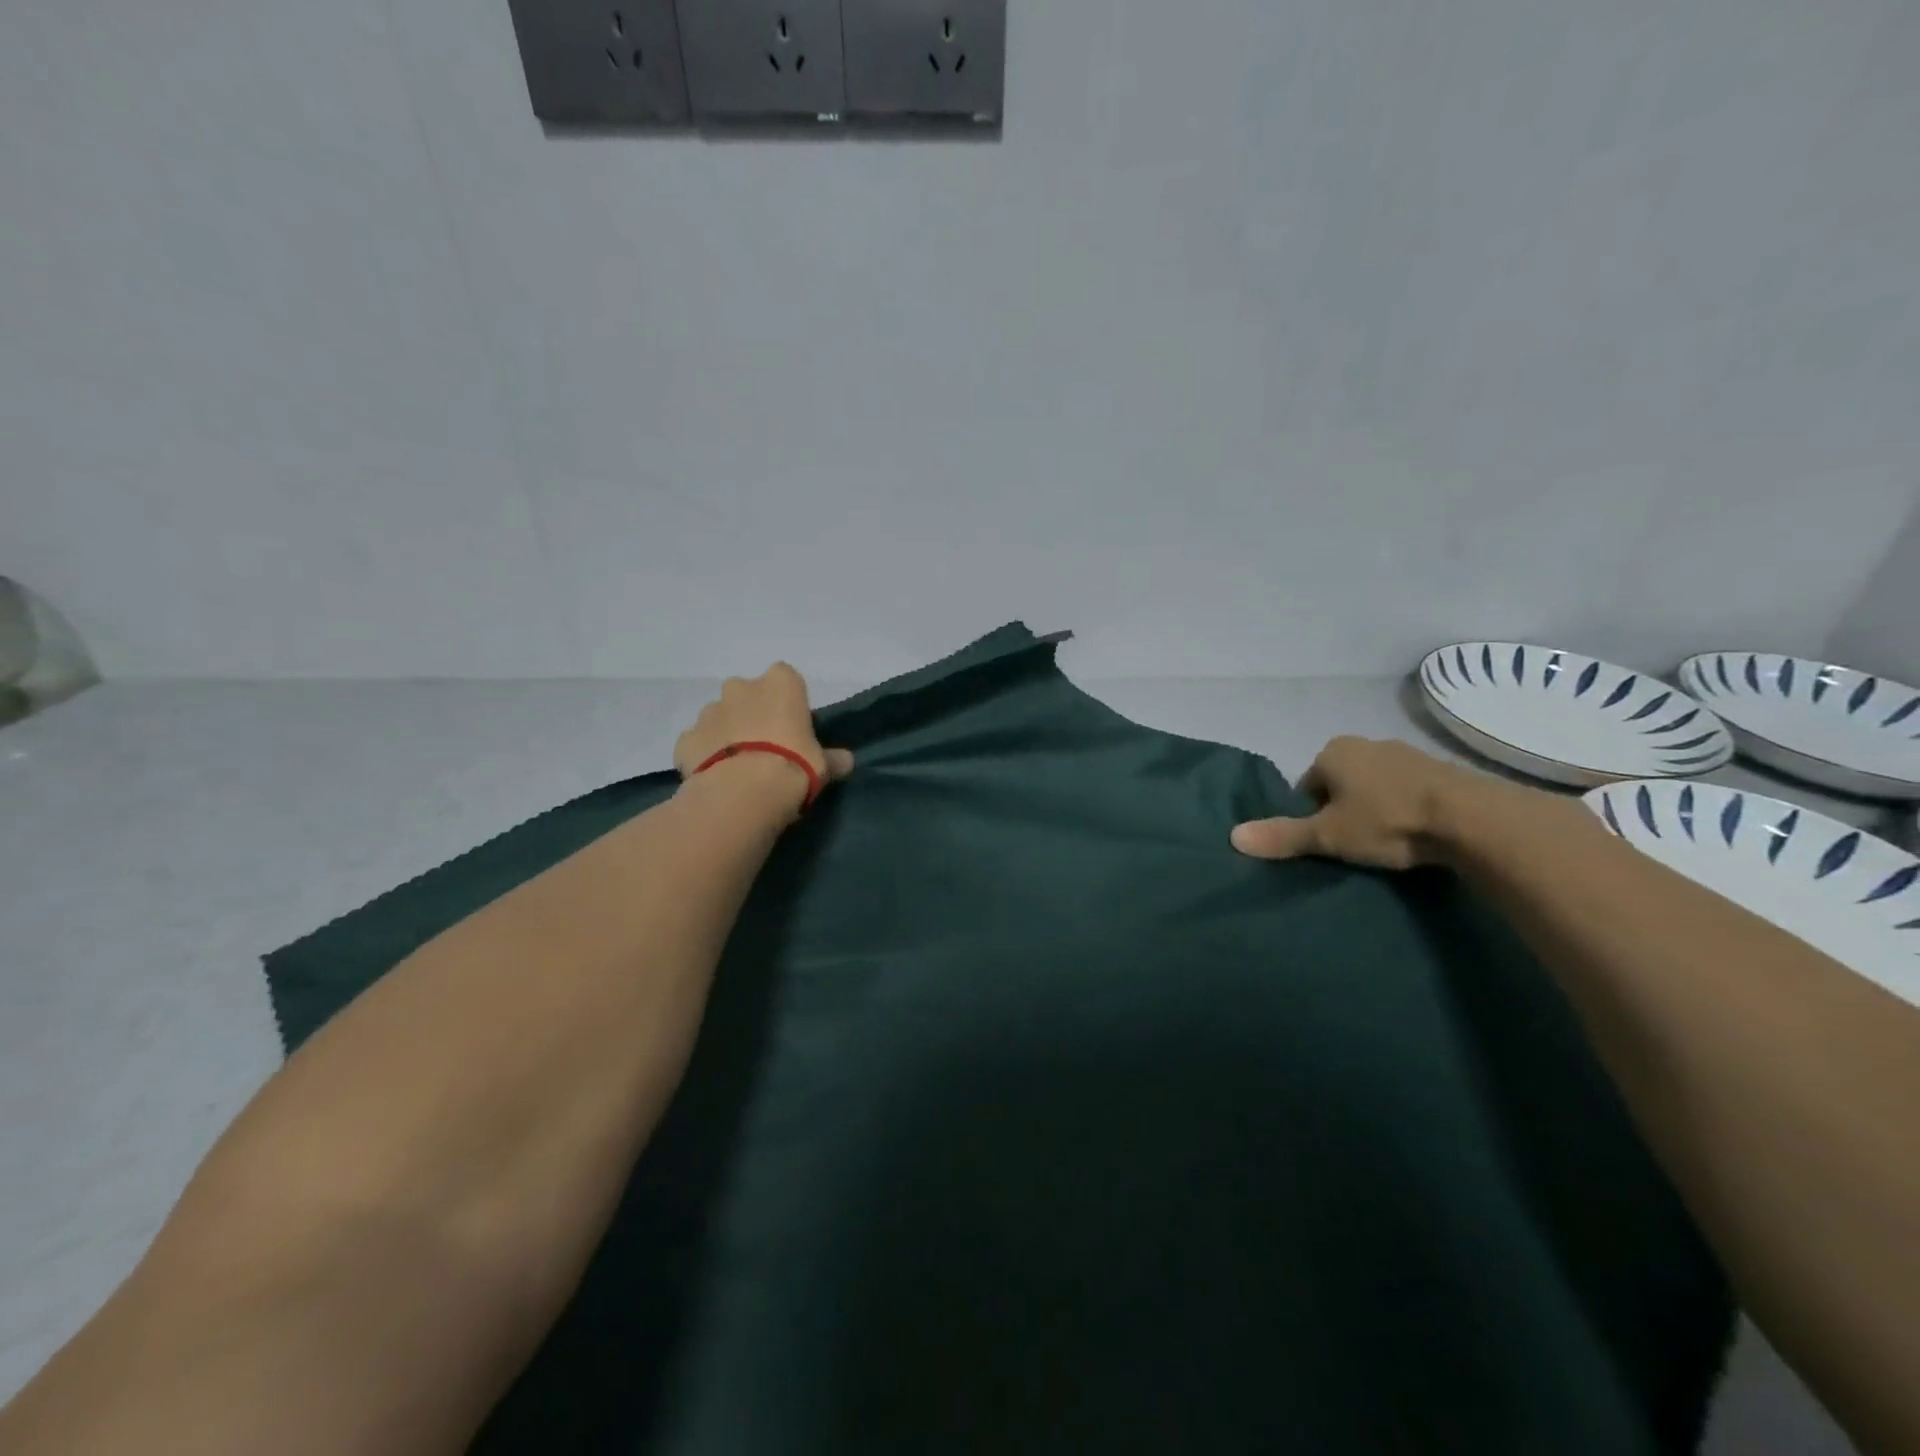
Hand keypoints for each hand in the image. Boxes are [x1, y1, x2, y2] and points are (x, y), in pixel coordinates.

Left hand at [674, 663, 853, 810]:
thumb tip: (845, 761)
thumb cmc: (793, 767)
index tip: (794, 727)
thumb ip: (833, 759)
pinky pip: (697, 742)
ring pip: (720, 716)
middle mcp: (741, 688)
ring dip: (728, 733)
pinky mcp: (686, 739)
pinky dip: (704, 754)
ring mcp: (709, 712)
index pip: (786, 678)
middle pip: (748, 694)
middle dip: (753, 713)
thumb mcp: (824, 766)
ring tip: (740, 766)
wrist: (743, 793)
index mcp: (780, 684)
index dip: (789, 702)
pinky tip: (716, 777)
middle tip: (766, 746)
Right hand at [1231, 736, 1468, 869]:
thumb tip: (1232, 837)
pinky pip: (1409, 790)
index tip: (1327, 839)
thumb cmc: (1386, 820)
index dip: (1311, 814)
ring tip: (1387, 841)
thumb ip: (1283, 836)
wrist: (1471, 818)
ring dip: (1376, 808)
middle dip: (1343, 808)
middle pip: (1341, 783)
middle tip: (1354, 843)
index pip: (1307, 784)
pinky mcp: (1442, 771)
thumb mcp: (1328, 835)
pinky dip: (1406, 808)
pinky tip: (1416, 834)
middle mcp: (1367, 743)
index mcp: (1333, 751)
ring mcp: (1408, 754)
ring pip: (1376, 785)